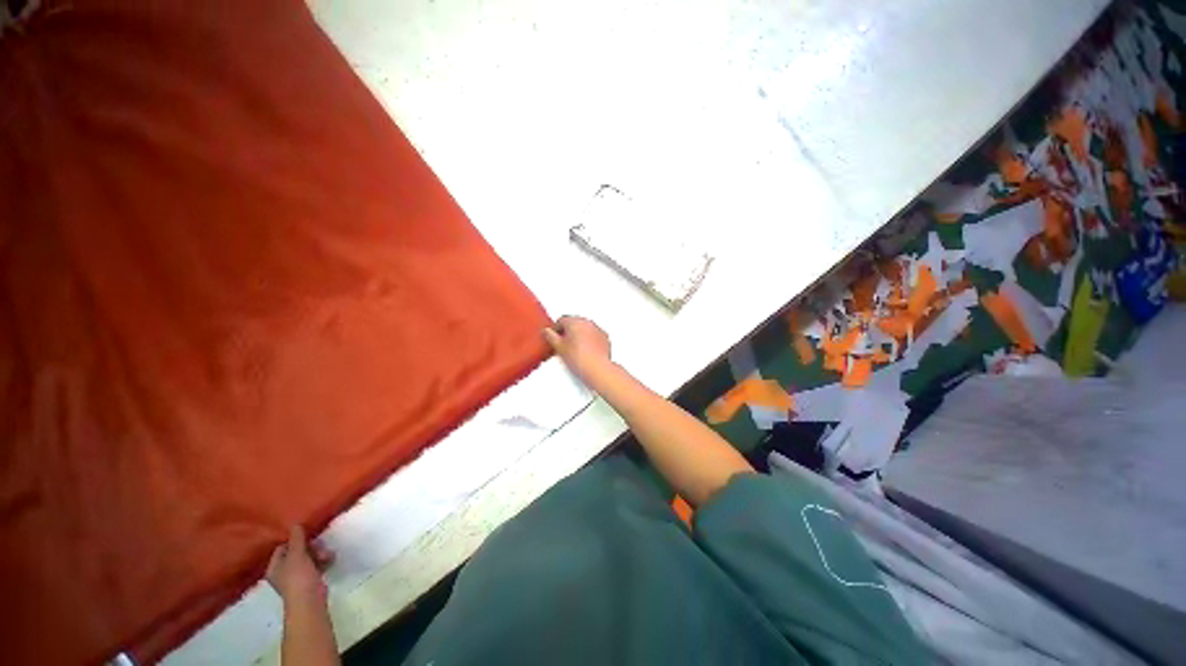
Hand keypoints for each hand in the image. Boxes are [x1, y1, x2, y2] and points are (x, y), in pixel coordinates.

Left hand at [267, 525, 334, 605]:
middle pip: (297, 552)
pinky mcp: (309, 581)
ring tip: (329, 555)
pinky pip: (315, 566)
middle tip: (320, 546)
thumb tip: (295, 524)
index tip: (307, 537)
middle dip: (311, 548)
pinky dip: (322, 561)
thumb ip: (296, 539)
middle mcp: (282, 572)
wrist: (309, 600)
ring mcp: (296, 577)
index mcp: (274, 567)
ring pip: (308, 558)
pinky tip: (331, 559)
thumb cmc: (298, 577)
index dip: (294, 541)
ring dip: (319, 554)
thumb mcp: (297, 555)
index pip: (282, 548)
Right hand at [542, 316, 612, 381]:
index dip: (555, 329)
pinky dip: (589, 340)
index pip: (561, 320)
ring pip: (584, 328)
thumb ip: (550, 336)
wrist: (597, 369)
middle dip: (567, 332)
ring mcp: (597, 329)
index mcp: (574, 321)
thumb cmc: (580, 359)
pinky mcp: (604, 338)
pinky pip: (594, 335)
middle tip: (562, 345)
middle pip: (573, 323)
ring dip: (579, 335)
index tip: (553, 337)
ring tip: (574, 350)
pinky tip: (585, 351)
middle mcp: (587, 322)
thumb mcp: (559, 348)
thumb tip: (546, 331)